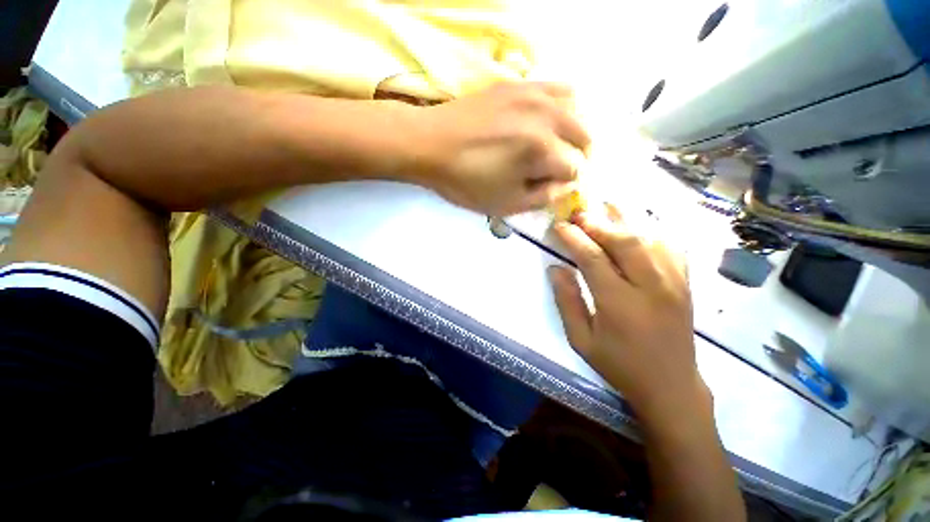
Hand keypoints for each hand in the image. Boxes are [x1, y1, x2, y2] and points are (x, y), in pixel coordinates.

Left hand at [413, 82, 589, 216]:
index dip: (568, 183)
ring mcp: (533, 94)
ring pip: (578, 108)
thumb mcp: (506, 204)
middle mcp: (546, 116)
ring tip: (559, 146)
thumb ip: (543, 197)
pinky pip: (557, 88)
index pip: (576, 169)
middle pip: (586, 136)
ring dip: (575, 132)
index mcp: (541, 150)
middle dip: (579, 158)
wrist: (430, 145)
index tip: (554, 188)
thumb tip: (566, 186)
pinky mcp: (519, 84)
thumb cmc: (465, 181)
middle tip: (560, 171)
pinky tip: (550, 120)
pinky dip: (564, 107)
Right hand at [548, 204, 706, 419]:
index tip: (558, 226)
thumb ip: (567, 301)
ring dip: (626, 219)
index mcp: (620, 303)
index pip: (593, 258)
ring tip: (606, 206)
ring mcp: (674, 283)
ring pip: (650, 238)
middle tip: (579, 213)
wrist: (671, 386)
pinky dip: (654, 230)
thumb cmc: (619, 364)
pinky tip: (640, 224)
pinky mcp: (685, 284)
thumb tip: (555, 268)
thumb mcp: (581, 339)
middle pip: (625, 241)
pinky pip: (672, 247)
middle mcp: (651, 287)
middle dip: (598, 223)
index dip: (573, 238)